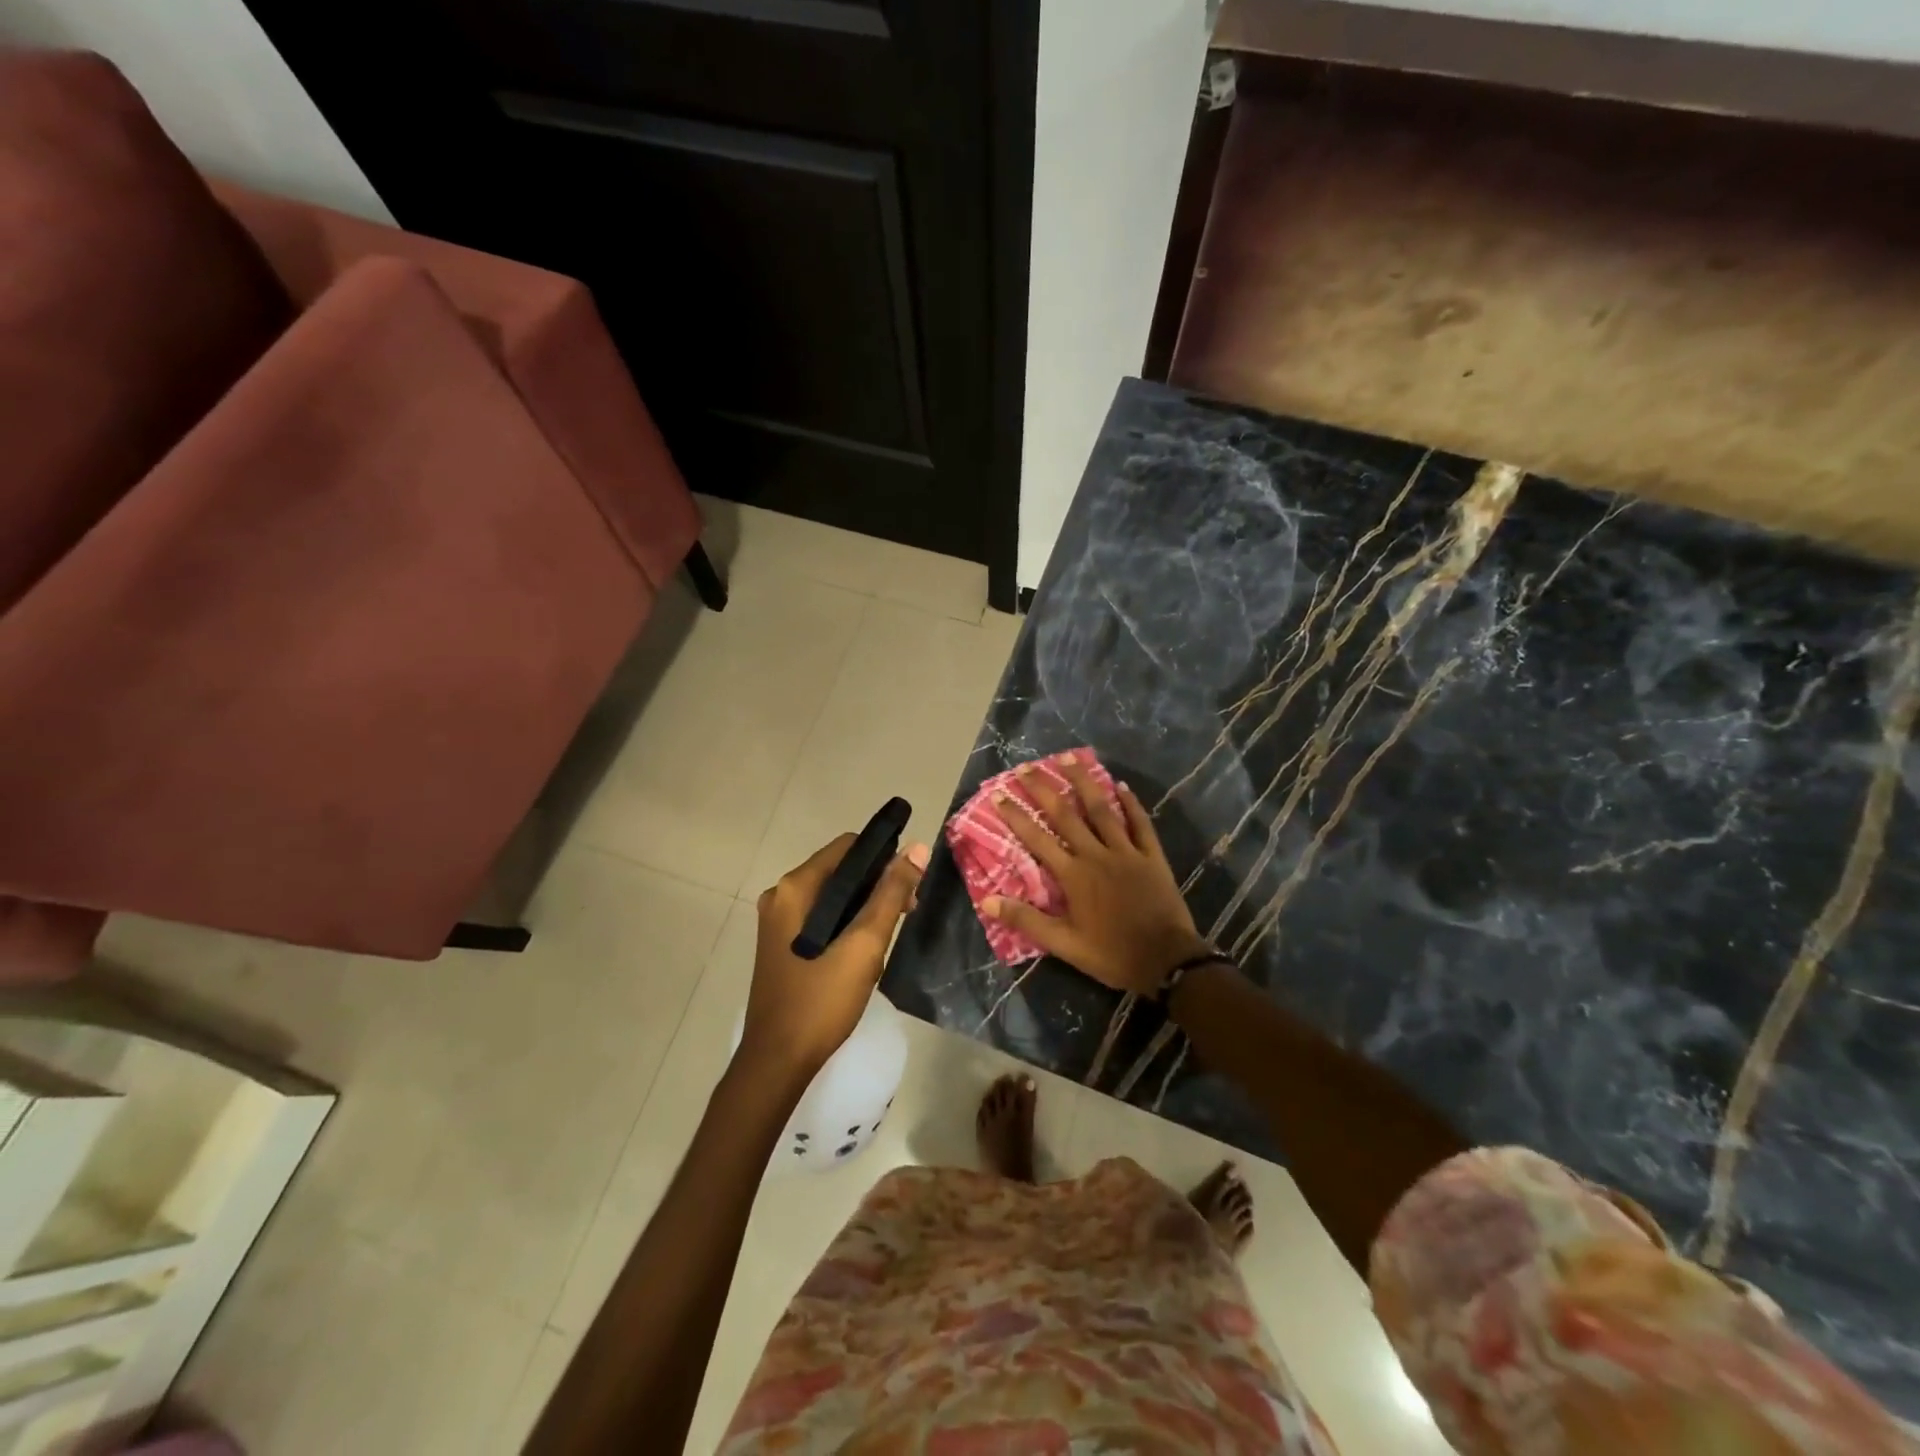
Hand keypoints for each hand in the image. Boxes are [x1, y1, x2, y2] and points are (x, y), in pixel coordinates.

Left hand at [742, 833, 928, 1082]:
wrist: (777, 1062)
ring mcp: (778, 922)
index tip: (911, 882)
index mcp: (794, 888)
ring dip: (865, 907)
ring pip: (834, 896)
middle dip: (877, 885)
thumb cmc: (821, 1001)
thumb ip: (891, 894)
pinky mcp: (783, 945)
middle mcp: (781, 896)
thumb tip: (917, 848)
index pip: (848, 846)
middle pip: (840, 870)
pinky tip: (865, 950)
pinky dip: (847, 923)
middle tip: (909, 911)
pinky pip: (822, 918)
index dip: (883, 856)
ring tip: (891, 934)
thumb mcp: (864, 945)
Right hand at [983, 753, 1210, 995]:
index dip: (1016, 816)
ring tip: (1068, 758)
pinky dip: (1131, 803)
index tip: (999, 794)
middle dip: (1043, 789)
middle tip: (1026, 767)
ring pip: (1102, 809)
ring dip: (1083, 782)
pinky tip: (1121, 785)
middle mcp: (1096, 854)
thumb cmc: (1112, 954)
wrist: (1167, 961)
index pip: (1037, 839)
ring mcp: (1127, 851)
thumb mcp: (1064, 944)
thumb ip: (1026, 920)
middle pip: (1066, 814)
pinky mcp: (1152, 856)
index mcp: (1073, 875)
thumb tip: (988, 900)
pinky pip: (1140, 823)